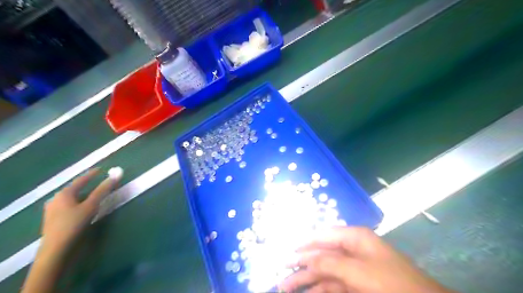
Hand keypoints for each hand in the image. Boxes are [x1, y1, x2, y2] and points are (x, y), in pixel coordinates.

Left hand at [41, 169, 119, 253]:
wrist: (56, 250)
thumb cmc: (74, 224)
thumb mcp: (91, 206)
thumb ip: (102, 191)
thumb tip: (114, 176)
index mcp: (64, 194)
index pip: (81, 180)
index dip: (92, 174)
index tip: (101, 169)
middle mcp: (56, 199)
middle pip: (75, 189)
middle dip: (87, 185)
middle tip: (99, 182)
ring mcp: (53, 210)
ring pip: (72, 198)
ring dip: (84, 195)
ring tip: (94, 195)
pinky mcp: (54, 220)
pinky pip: (69, 206)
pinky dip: (79, 203)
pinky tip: (83, 208)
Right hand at [280, 226, 456, 292]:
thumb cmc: (390, 283)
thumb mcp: (357, 271)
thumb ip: (329, 262)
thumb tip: (305, 259)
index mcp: (354, 238)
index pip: (323, 235)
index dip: (304, 243)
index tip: (287, 251)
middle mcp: (353, 249)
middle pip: (321, 254)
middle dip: (301, 265)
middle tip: (282, 274)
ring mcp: (356, 269)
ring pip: (325, 271)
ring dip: (307, 280)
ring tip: (286, 287)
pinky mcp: (358, 285)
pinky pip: (334, 285)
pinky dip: (320, 289)